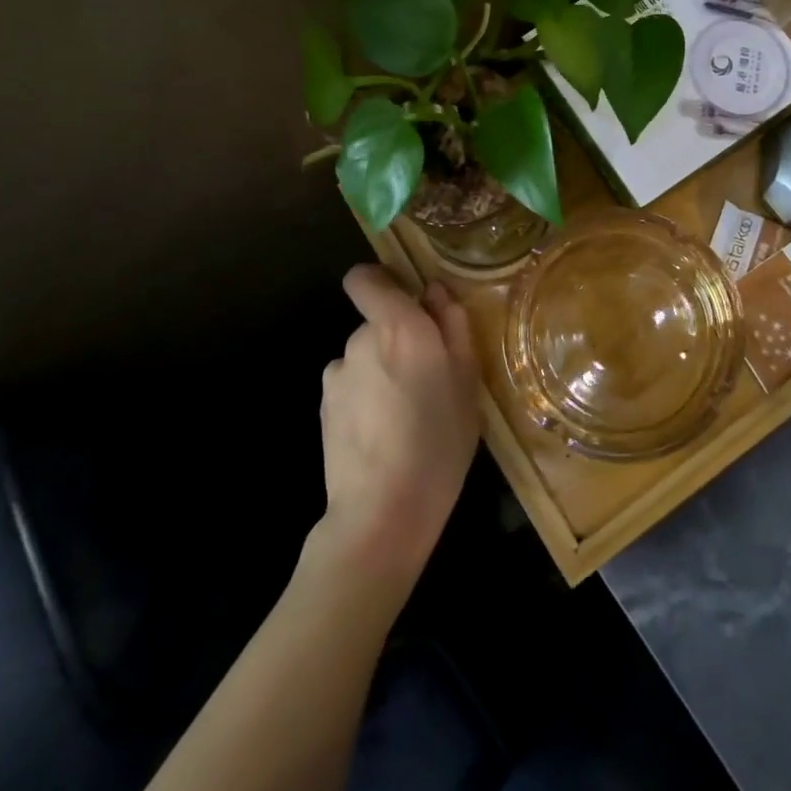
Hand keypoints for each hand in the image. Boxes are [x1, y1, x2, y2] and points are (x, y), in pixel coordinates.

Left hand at [318, 266, 480, 589]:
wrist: (383, 511)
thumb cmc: (439, 439)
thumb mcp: (467, 379)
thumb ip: (452, 325)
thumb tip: (435, 291)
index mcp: (399, 325)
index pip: (364, 278)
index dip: (380, 282)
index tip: (407, 302)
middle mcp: (360, 339)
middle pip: (376, 322)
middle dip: (398, 339)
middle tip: (429, 378)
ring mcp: (337, 374)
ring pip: (365, 357)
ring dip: (382, 371)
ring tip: (406, 413)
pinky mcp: (323, 407)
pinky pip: (351, 386)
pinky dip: (365, 398)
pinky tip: (382, 433)